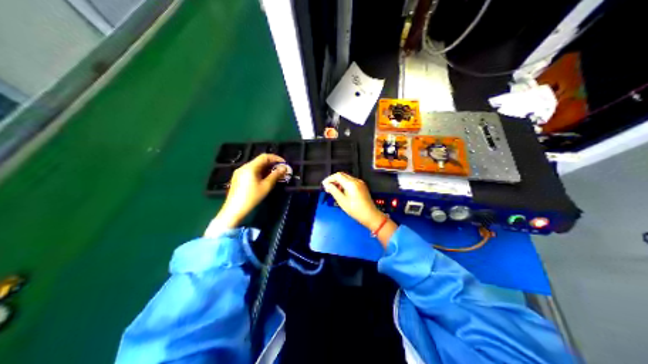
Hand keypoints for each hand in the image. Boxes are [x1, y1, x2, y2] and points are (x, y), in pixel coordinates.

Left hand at [215, 154, 286, 227]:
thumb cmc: (251, 198)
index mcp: (250, 167)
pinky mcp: (237, 177)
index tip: (284, 164)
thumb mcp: (266, 187)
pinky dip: (259, 172)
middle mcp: (243, 166)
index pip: (265, 156)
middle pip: (259, 160)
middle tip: (280, 170)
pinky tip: (263, 180)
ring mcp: (239, 172)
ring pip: (255, 166)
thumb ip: (275, 176)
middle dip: (271, 164)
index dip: (276, 158)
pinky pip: (250, 171)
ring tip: (274, 176)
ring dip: (265, 168)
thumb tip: (283, 168)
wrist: (234, 209)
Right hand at [319, 172, 380, 227]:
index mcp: (351, 183)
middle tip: (327, 188)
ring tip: (333, 191)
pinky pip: (351, 182)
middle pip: (342, 175)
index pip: (337, 175)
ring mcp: (360, 183)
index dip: (329, 179)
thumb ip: (334, 191)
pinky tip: (341, 192)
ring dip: (339, 182)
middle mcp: (356, 181)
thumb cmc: (356, 210)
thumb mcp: (342, 201)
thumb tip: (327, 185)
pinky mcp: (362, 186)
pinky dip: (344, 185)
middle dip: (333, 180)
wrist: (370, 215)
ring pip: (346, 178)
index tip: (324, 185)